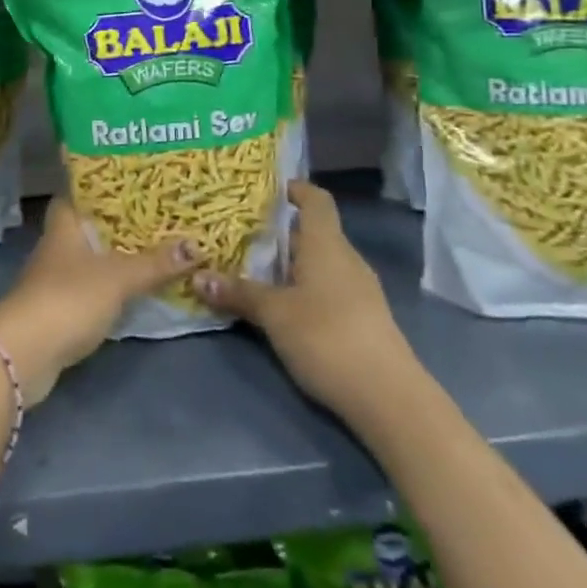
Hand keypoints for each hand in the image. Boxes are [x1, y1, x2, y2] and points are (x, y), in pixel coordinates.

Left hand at [0, 196, 192, 404]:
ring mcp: (55, 277)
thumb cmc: (69, 298)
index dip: (105, 184)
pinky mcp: (59, 307)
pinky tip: (136, 286)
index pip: (81, 191)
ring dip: (117, 255)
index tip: (135, 180)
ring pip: (92, 257)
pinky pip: (91, 286)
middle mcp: (57, 244)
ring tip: (156, 247)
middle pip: (90, 225)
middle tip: (159, 215)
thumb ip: (155, 263)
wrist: (25, 353)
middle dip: (120, 222)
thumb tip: (196, 245)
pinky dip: (112, 285)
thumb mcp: (118, 277)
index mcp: (65, 223)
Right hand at [195, 180, 410, 411]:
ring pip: (319, 262)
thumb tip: (197, 276)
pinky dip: (303, 288)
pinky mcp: (363, 319)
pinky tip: (281, 306)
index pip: (315, 199)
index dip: (294, 189)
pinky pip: (327, 288)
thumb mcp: (274, 314)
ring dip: (289, 263)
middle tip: (239, 233)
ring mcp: (359, 290)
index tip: (265, 190)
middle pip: (312, 232)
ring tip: (252, 269)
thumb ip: (238, 293)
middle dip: (278, 232)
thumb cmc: (327, 336)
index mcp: (326, 243)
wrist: (389, 398)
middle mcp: (346, 258)